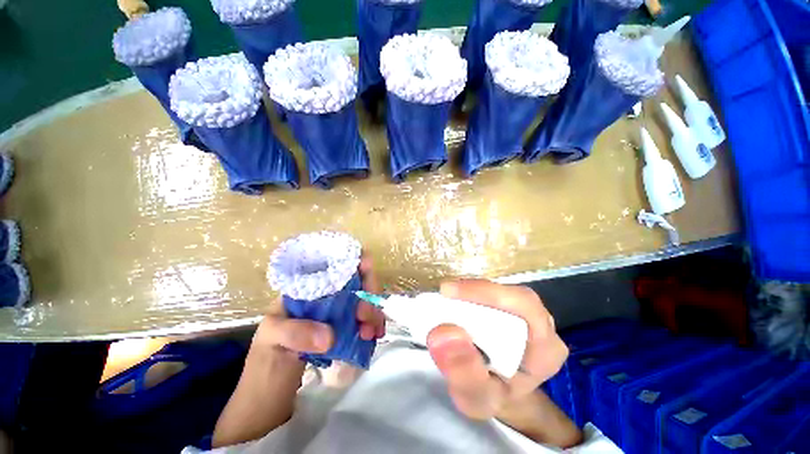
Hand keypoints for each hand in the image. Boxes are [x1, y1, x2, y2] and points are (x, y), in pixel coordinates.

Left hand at [253, 255, 385, 359]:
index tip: (366, 270)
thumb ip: (295, 333)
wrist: (269, 399)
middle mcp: (325, 296)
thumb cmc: (264, 364)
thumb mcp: (271, 341)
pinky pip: (365, 320)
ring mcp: (337, 313)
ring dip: (373, 312)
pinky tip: (375, 336)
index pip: (335, 263)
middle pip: (357, 280)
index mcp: (307, 288)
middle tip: (365, 317)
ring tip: (371, 334)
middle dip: (368, 293)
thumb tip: (330, 335)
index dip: (355, 260)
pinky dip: (374, 324)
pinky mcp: (345, 330)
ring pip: (365, 300)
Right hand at [426, 279, 567, 419]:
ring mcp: (529, 315)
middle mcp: (543, 327)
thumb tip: (443, 333)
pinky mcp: (513, 310)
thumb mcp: (476, 398)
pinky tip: (456, 301)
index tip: (448, 292)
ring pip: (502, 291)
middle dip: (475, 293)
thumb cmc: (491, 397)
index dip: (487, 293)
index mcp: (545, 351)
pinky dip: (472, 295)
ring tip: (447, 299)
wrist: (498, 394)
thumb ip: (464, 372)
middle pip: (512, 295)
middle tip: (443, 295)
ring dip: (472, 292)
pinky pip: (494, 294)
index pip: (525, 307)